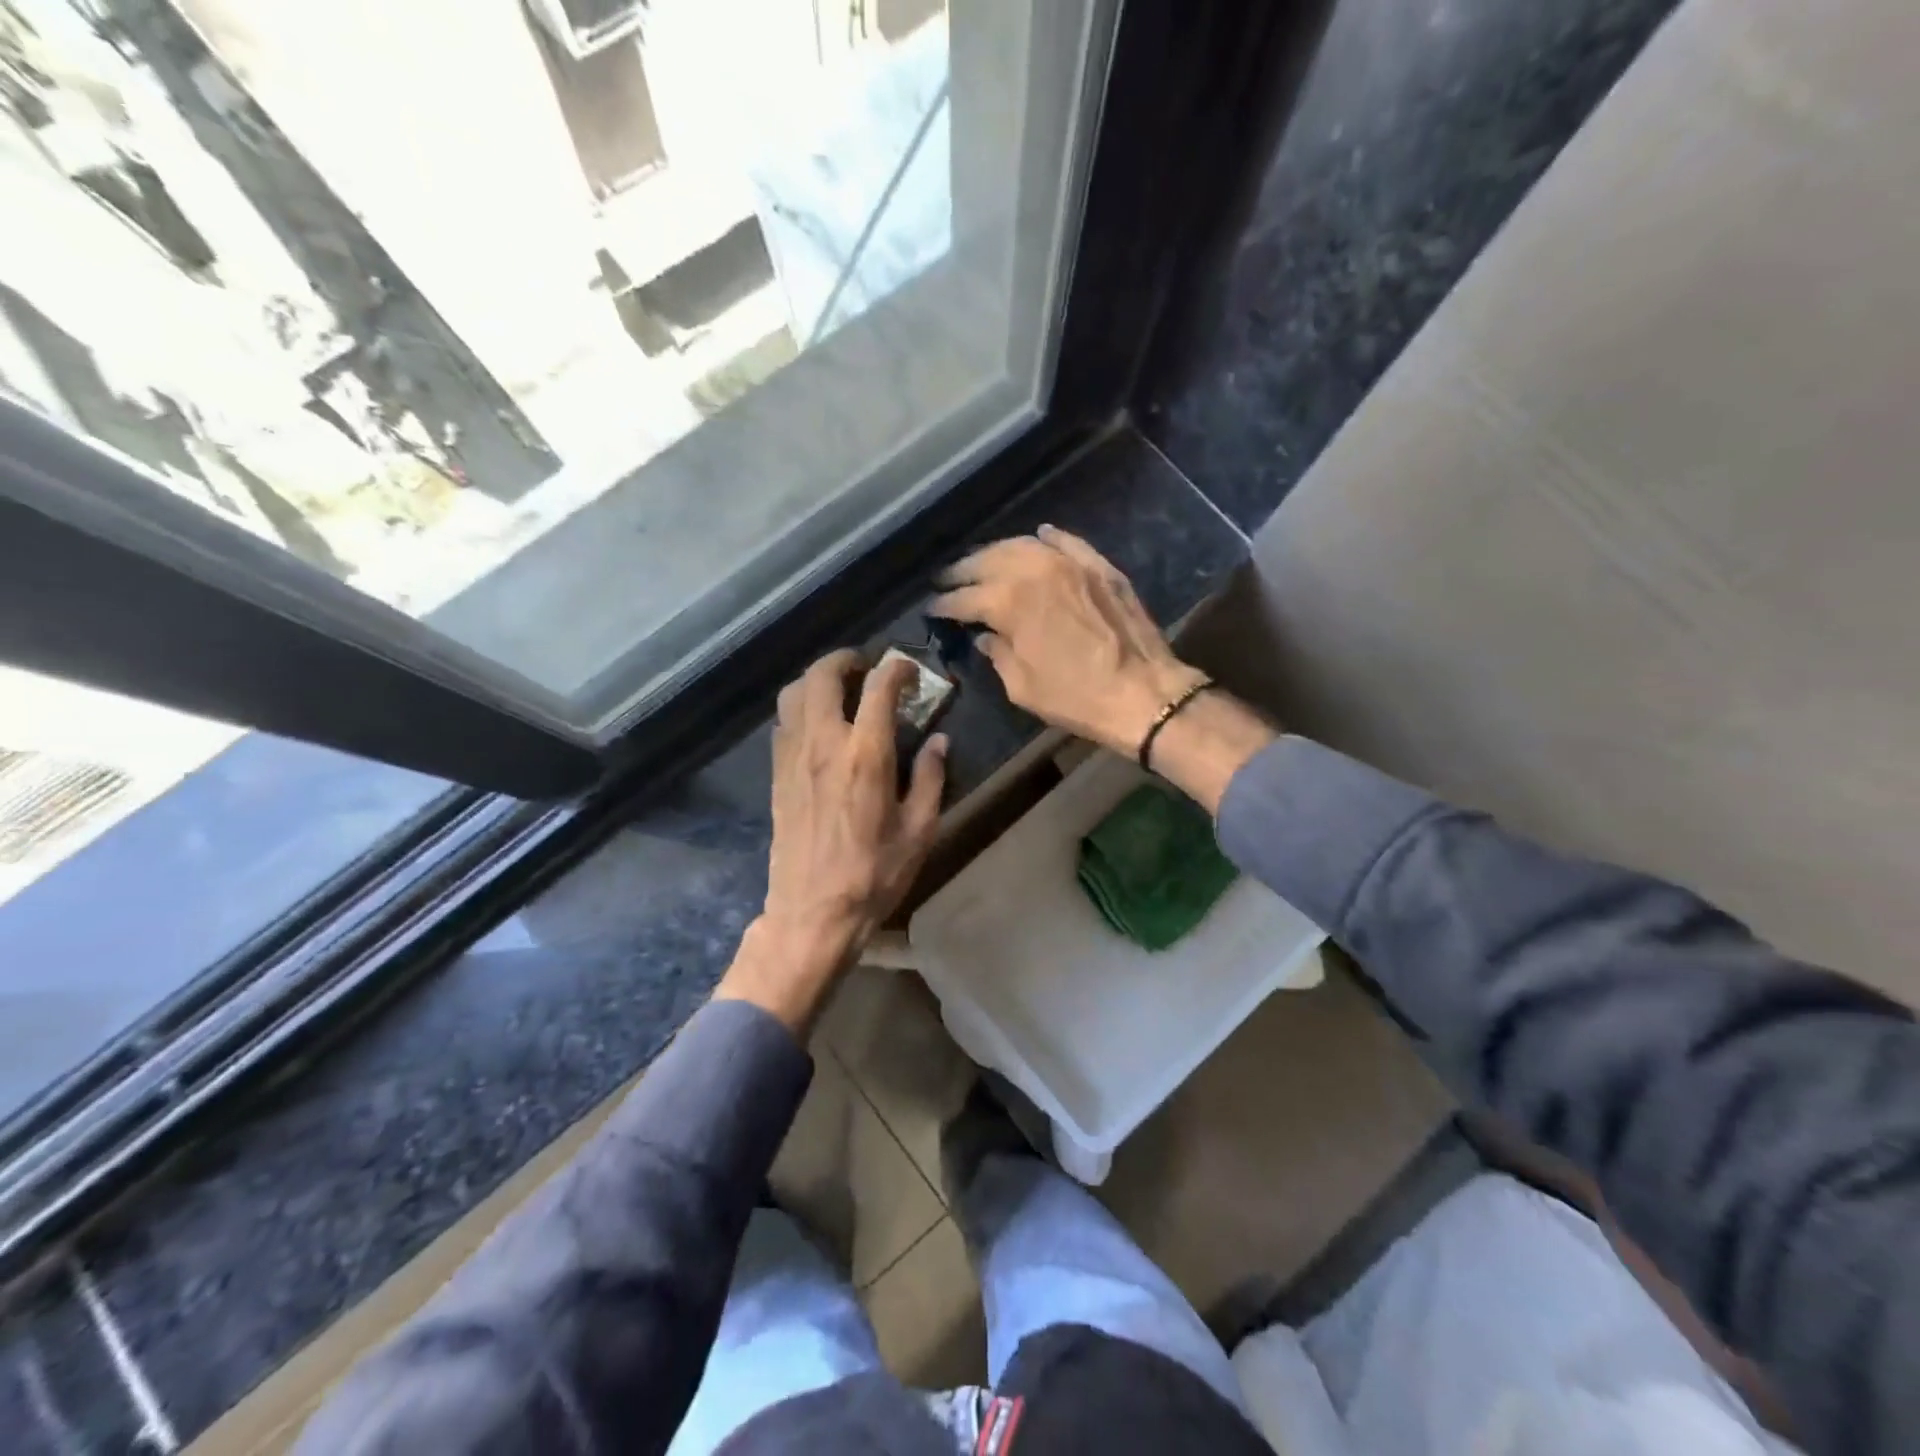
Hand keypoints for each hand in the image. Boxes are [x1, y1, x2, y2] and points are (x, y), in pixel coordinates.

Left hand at [722, 650, 946, 1031]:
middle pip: (823, 676)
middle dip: (846, 660)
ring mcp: (793, 757)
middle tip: (867, 668)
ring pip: (794, 693)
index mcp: (865, 755)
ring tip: (841, 690)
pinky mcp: (777, 774)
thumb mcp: (919, 831)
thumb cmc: (873, 874)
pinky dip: (801, 707)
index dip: (897, 669)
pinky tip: (820, 725)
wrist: (812, 912)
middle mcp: (824, 744)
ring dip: (818, 680)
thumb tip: (938, 741)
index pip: (879, 689)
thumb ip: (930, 778)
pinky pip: (784, 722)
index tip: (909, 670)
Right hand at [928, 526, 1208, 758]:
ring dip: (997, 552)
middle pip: (987, 561)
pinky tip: (1038, 536)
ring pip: (1023, 545)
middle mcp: (1033, 570)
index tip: (932, 609)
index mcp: (1007, 602)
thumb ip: (997, 654)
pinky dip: (1047, 538)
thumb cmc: (1075, 697)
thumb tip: (985, 637)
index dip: (944, 604)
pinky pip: (1066, 542)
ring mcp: (1070, 562)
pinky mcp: (1099, 566)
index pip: (964, 598)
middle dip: (962, 571)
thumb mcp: (1022, 686)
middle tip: (948, 579)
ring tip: (984, 561)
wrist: (1143, 692)